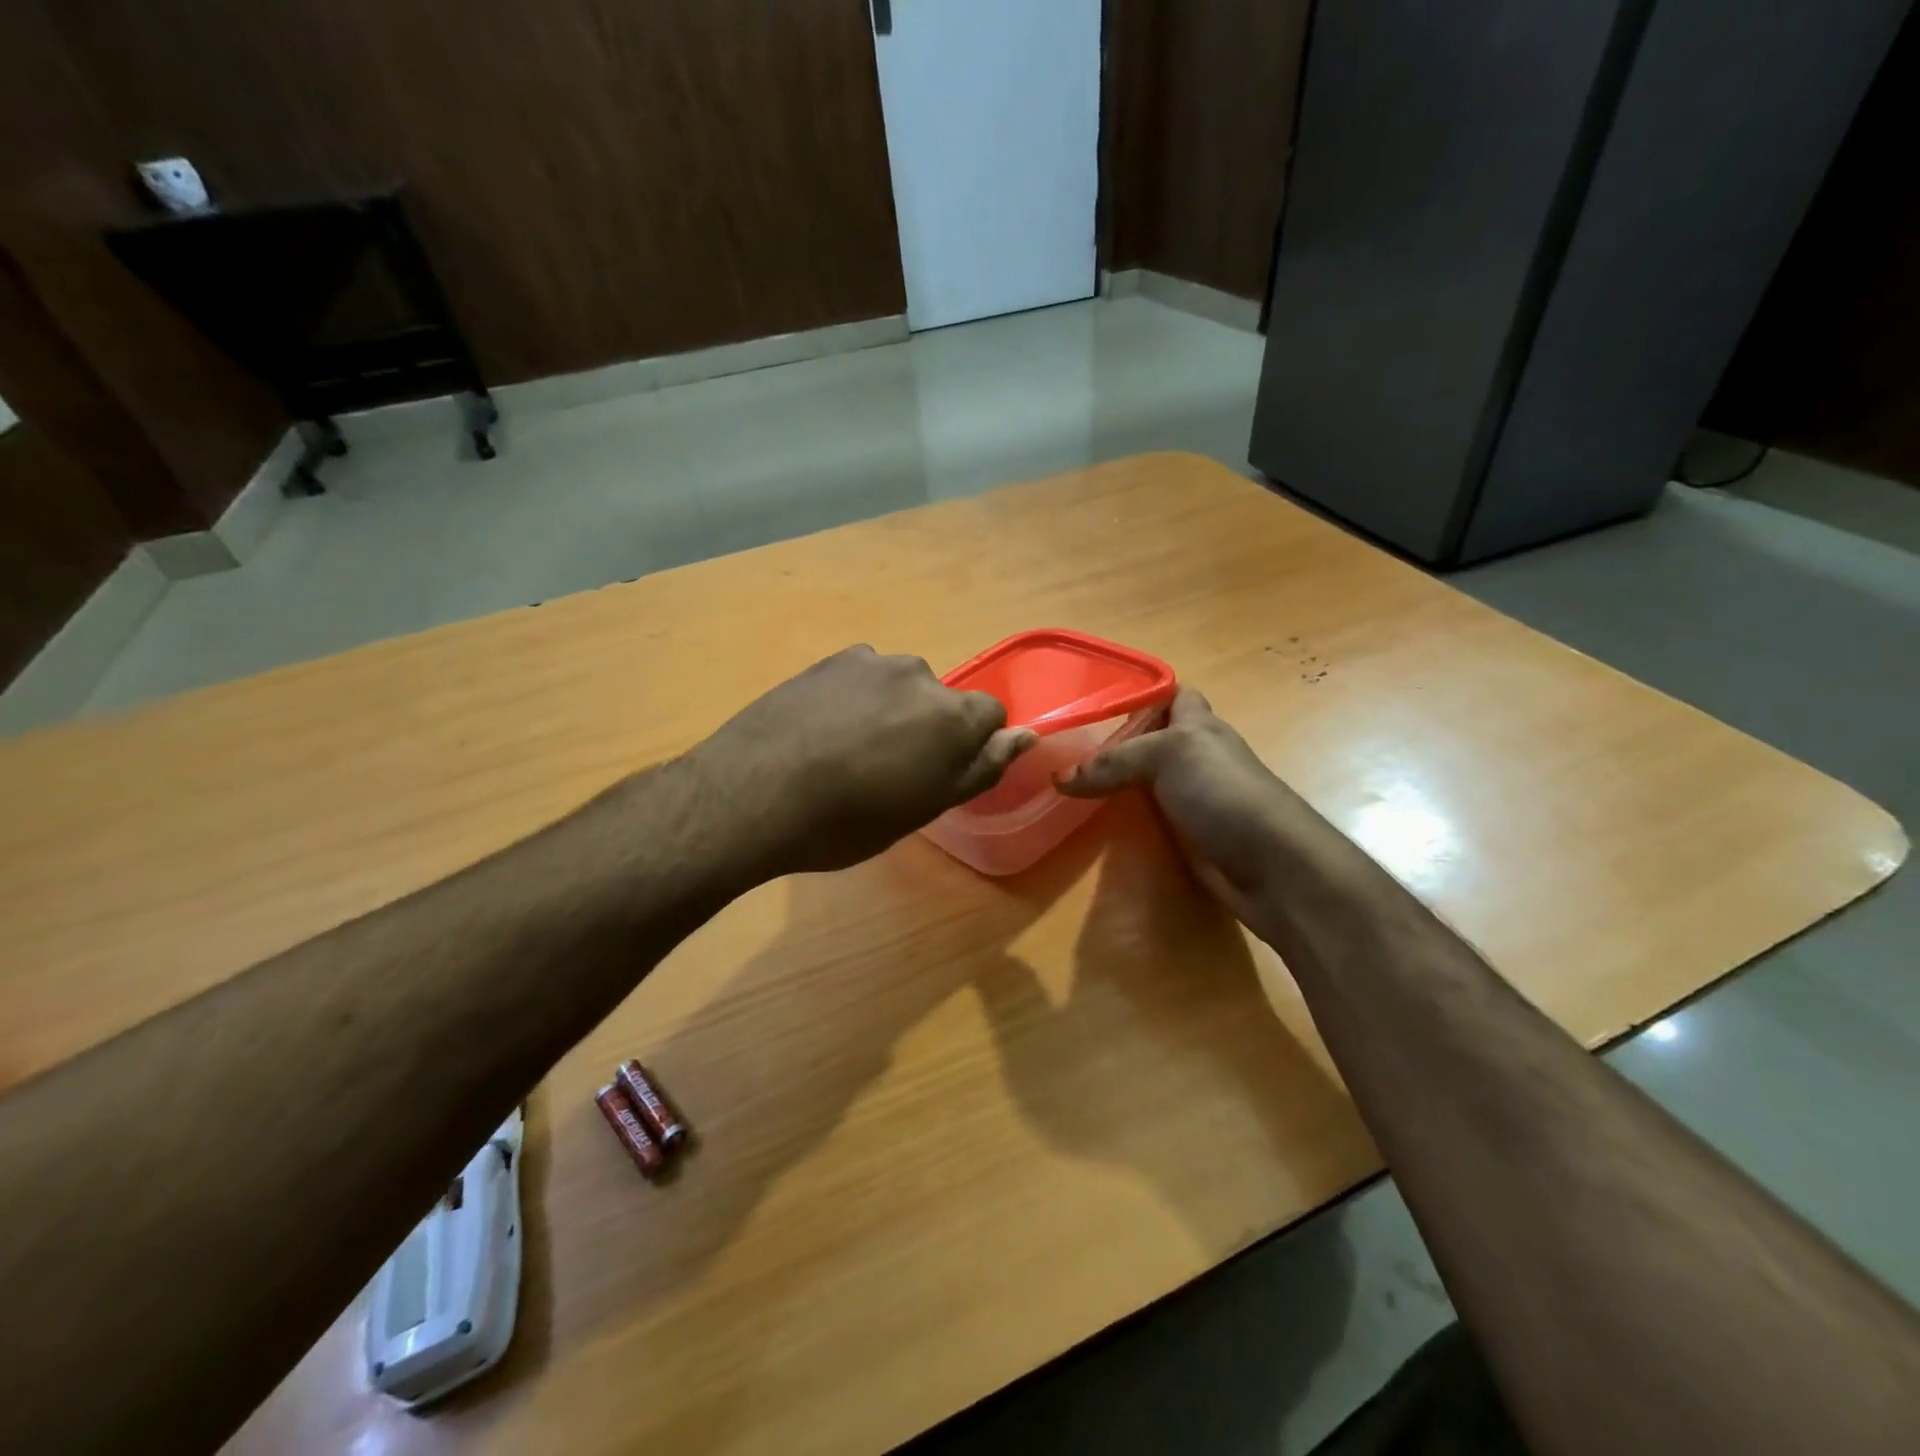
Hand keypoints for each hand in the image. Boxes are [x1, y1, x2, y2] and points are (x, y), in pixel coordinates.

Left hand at [689, 646, 1035, 877]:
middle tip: (888, 771)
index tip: (937, 774)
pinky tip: (822, 730)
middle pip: (942, 701)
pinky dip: (855, 698)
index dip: (970, 747)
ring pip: (900, 687)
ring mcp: (871, 663)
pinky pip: (861, 678)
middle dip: (927, 728)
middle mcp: (919, 675)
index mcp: (952, 715)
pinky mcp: (829, 660)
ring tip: (848, 751)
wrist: (753, 794)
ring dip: (890, 711)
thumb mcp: (925, 807)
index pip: (990, 715)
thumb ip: (981, 767)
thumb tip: (1026, 735)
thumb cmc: (849, 820)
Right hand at [1058, 686, 1315, 921]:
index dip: (1138, 692)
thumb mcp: (1169, 754)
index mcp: (1197, 724)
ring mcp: (1188, 796)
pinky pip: (1144, 815)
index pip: (1169, 694)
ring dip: (1112, 781)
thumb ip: (1114, 761)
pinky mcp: (1183, 833)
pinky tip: (1090, 819)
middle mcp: (1193, 756)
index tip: (1091, 700)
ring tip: (1063, 780)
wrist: (1269, 865)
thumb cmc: (1223, 791)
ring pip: (1142, 779)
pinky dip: (1121, 815)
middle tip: (1062, 745)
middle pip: (1147, 739)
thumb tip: (1059, 779)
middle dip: (1111, 740)